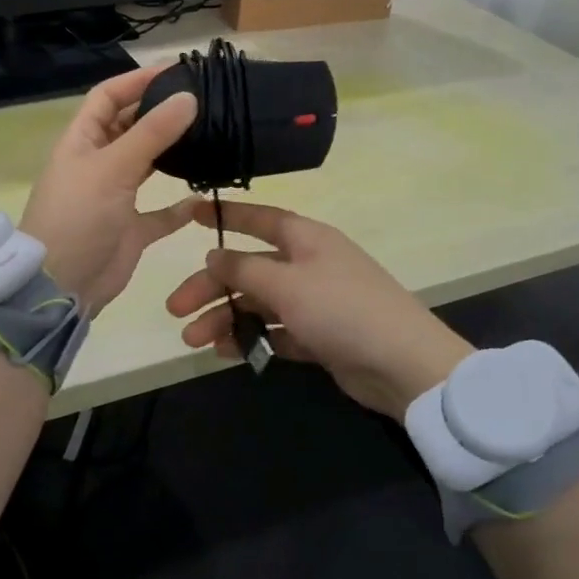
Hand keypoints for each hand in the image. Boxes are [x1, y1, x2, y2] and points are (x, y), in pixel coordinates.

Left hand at [19, 64, 200, 315]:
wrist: (61, 286)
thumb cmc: (79, 216)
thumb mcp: (113, 168)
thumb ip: (152, 133)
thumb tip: (189, 97)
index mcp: (82, 141)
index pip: (108, 97)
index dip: (137, 81)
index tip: (177, 71)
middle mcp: (98, 163)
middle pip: (130, 127)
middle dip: (160, 112)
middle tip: (203, 102)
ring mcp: (114, 197)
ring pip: (147, 165)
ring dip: (172, 153)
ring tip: (209, 137)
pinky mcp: (130, 229)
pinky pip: (159, 213)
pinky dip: (178, 207)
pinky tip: (203, 198)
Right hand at [165, 201, 473, 422]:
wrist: (403, 364)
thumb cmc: (342, 309)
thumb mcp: (287, 284)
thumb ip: (244, 269)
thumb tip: (214, 255)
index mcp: (306, 239)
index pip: (259, 219)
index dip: (224, 217)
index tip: (189, 215)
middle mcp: (308, 264)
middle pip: (249, 268)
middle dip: (212, 287)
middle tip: (175, 309)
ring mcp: (315, 301)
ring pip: (259, 303)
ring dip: (226, 318)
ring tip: (194, 340)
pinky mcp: (320, 335)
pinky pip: (276, 331)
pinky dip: (252, 338)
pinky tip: (226, 352)